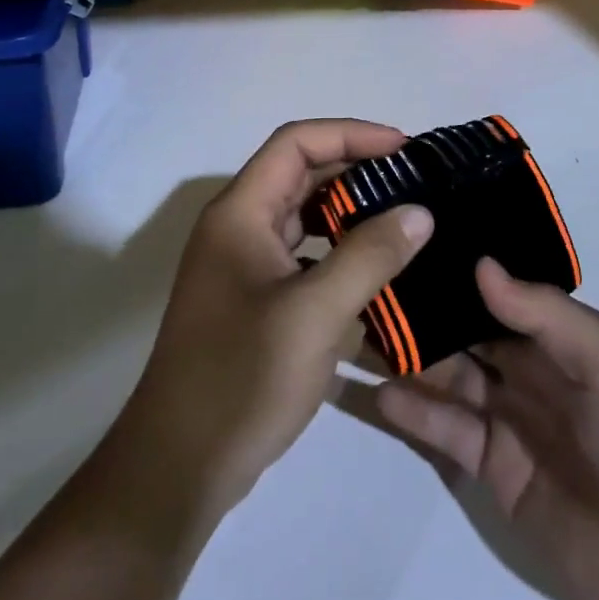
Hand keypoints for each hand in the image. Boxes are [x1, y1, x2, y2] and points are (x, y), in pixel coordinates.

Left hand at [106, 120, 434, 525]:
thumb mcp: (315, 313)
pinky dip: (337, 251)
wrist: (179, 465)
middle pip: (299, 174)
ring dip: (349, 211)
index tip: (404, 148)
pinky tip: (375, 271)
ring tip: (403, 219)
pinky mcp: (251, 299)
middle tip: (414, 183)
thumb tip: (419, 212)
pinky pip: (301, 254)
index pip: (296, 143)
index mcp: (239, 213)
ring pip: (301, 216)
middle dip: (356, 170)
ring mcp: (241, 264)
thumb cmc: (242, 377)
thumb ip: (369, 256)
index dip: (350, 135)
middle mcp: (236, 227)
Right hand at [375, 259, 598, 599]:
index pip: (498, 295)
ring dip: (406, 357)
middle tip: (360, 283)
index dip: (457, 272)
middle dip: (421, 311)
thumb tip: (479, 263)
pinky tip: (375, 391)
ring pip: (447, 376)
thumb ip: (543, 314)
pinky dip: (412, 411)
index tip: (405, 241)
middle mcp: (529, 372)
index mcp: (561, 339)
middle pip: (465, 334)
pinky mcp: (492, 472)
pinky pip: (445, 431)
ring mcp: (508, 422)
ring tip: (351, 331)